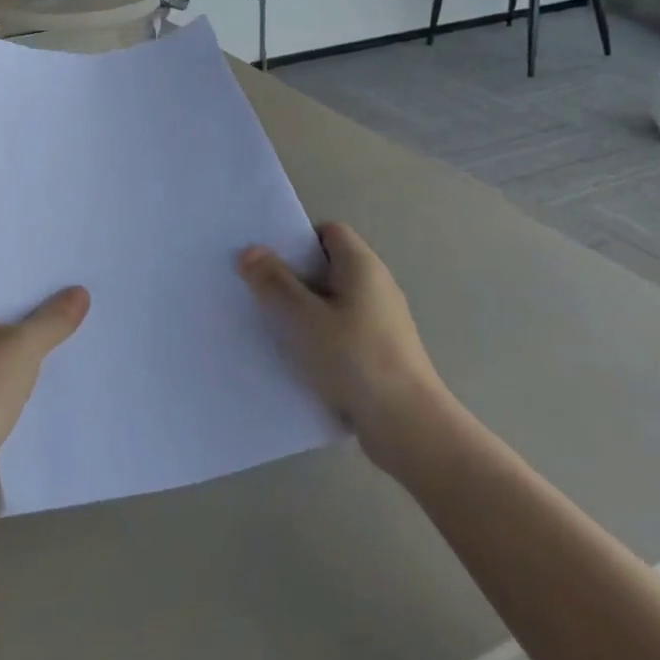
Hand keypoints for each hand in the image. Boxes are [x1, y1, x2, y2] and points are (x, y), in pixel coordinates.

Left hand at [0, 288, 89, 494]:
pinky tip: (38, 385)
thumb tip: (81, 291)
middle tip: (70, 316)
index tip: (60, 288)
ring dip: (18, 355)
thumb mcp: (24, 348)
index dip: (26, 288)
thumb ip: (53, 320)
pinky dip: (8, 382)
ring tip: (63, 348)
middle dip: (27, 322)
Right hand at [238, 223, 453, 481]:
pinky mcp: (380, 353)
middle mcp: (376, 287)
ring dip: (304, 311)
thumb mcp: (303, 317)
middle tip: (258, 289)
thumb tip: (250, 251)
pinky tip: (297, 357)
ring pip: (333, 303)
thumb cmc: (355, 359)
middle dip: (293, 276)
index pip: (329, 232)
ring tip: (270, 325)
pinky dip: (319, 337)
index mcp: (362, 267)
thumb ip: (274, 282)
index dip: (297, 239)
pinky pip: (342, 332)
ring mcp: (381, 322)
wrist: (409, 427)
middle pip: (328, 267)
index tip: (268, 258)